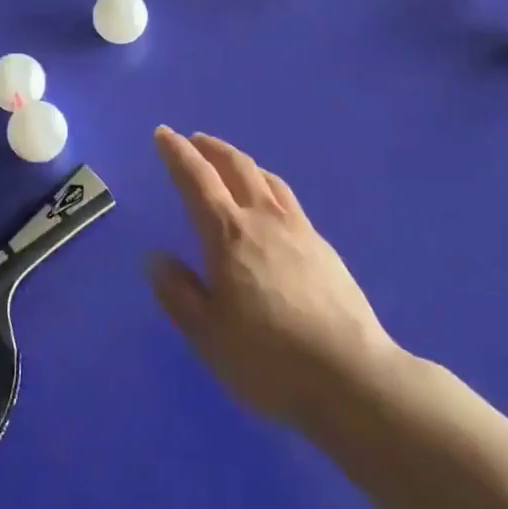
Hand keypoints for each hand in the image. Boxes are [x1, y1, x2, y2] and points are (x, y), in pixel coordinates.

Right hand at [149, 128, 397, 432]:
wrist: (350, 375)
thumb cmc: (268, 359)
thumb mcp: (207, 335)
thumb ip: (178, 293)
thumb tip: (157, 257)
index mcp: (229, 234)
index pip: (197, 179)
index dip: (177, 154)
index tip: (163, 133)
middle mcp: (263, 219)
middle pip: (236, 166)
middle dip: (211, 148)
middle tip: (194, 140)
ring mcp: (299, 229)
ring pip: (266, 178)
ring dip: (241, 162)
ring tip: (230, 163)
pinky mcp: (323, 246)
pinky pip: (287, 198)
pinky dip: (267, 185)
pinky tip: (269, 203)